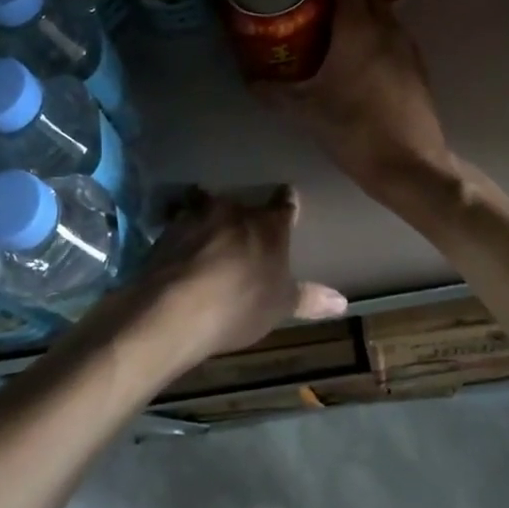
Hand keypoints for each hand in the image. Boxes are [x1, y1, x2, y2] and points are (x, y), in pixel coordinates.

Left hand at [129, 186, 345, 369]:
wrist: (176, 309)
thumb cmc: (240, 305)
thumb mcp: (279, 306)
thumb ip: (308, 299)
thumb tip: (343, 301)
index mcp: (268, 225)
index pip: (284, 205)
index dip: (287, 203)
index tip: (288, 198)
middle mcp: (234, 211)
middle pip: (242, 205)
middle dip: (243, 216)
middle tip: (243, 231)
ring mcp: (196, 217)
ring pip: (206, 207)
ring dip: (208, 219)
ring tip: (208, 235)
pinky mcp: (165, 231)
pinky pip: (178, 225)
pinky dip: (182, 235)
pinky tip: (180, 252)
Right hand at [255, 0, 454, 200]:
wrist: (409, 164)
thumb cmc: (354, 131)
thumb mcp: (307, 112)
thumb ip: (275, 94)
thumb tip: (250, 82)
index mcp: (359, 29)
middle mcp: (387, 28)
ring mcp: (408, 46)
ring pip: (384, 10)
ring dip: (362, 7)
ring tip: (332, 22)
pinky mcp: (418, 66)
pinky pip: (394, 32)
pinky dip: (376, 30)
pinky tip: (358, 53)